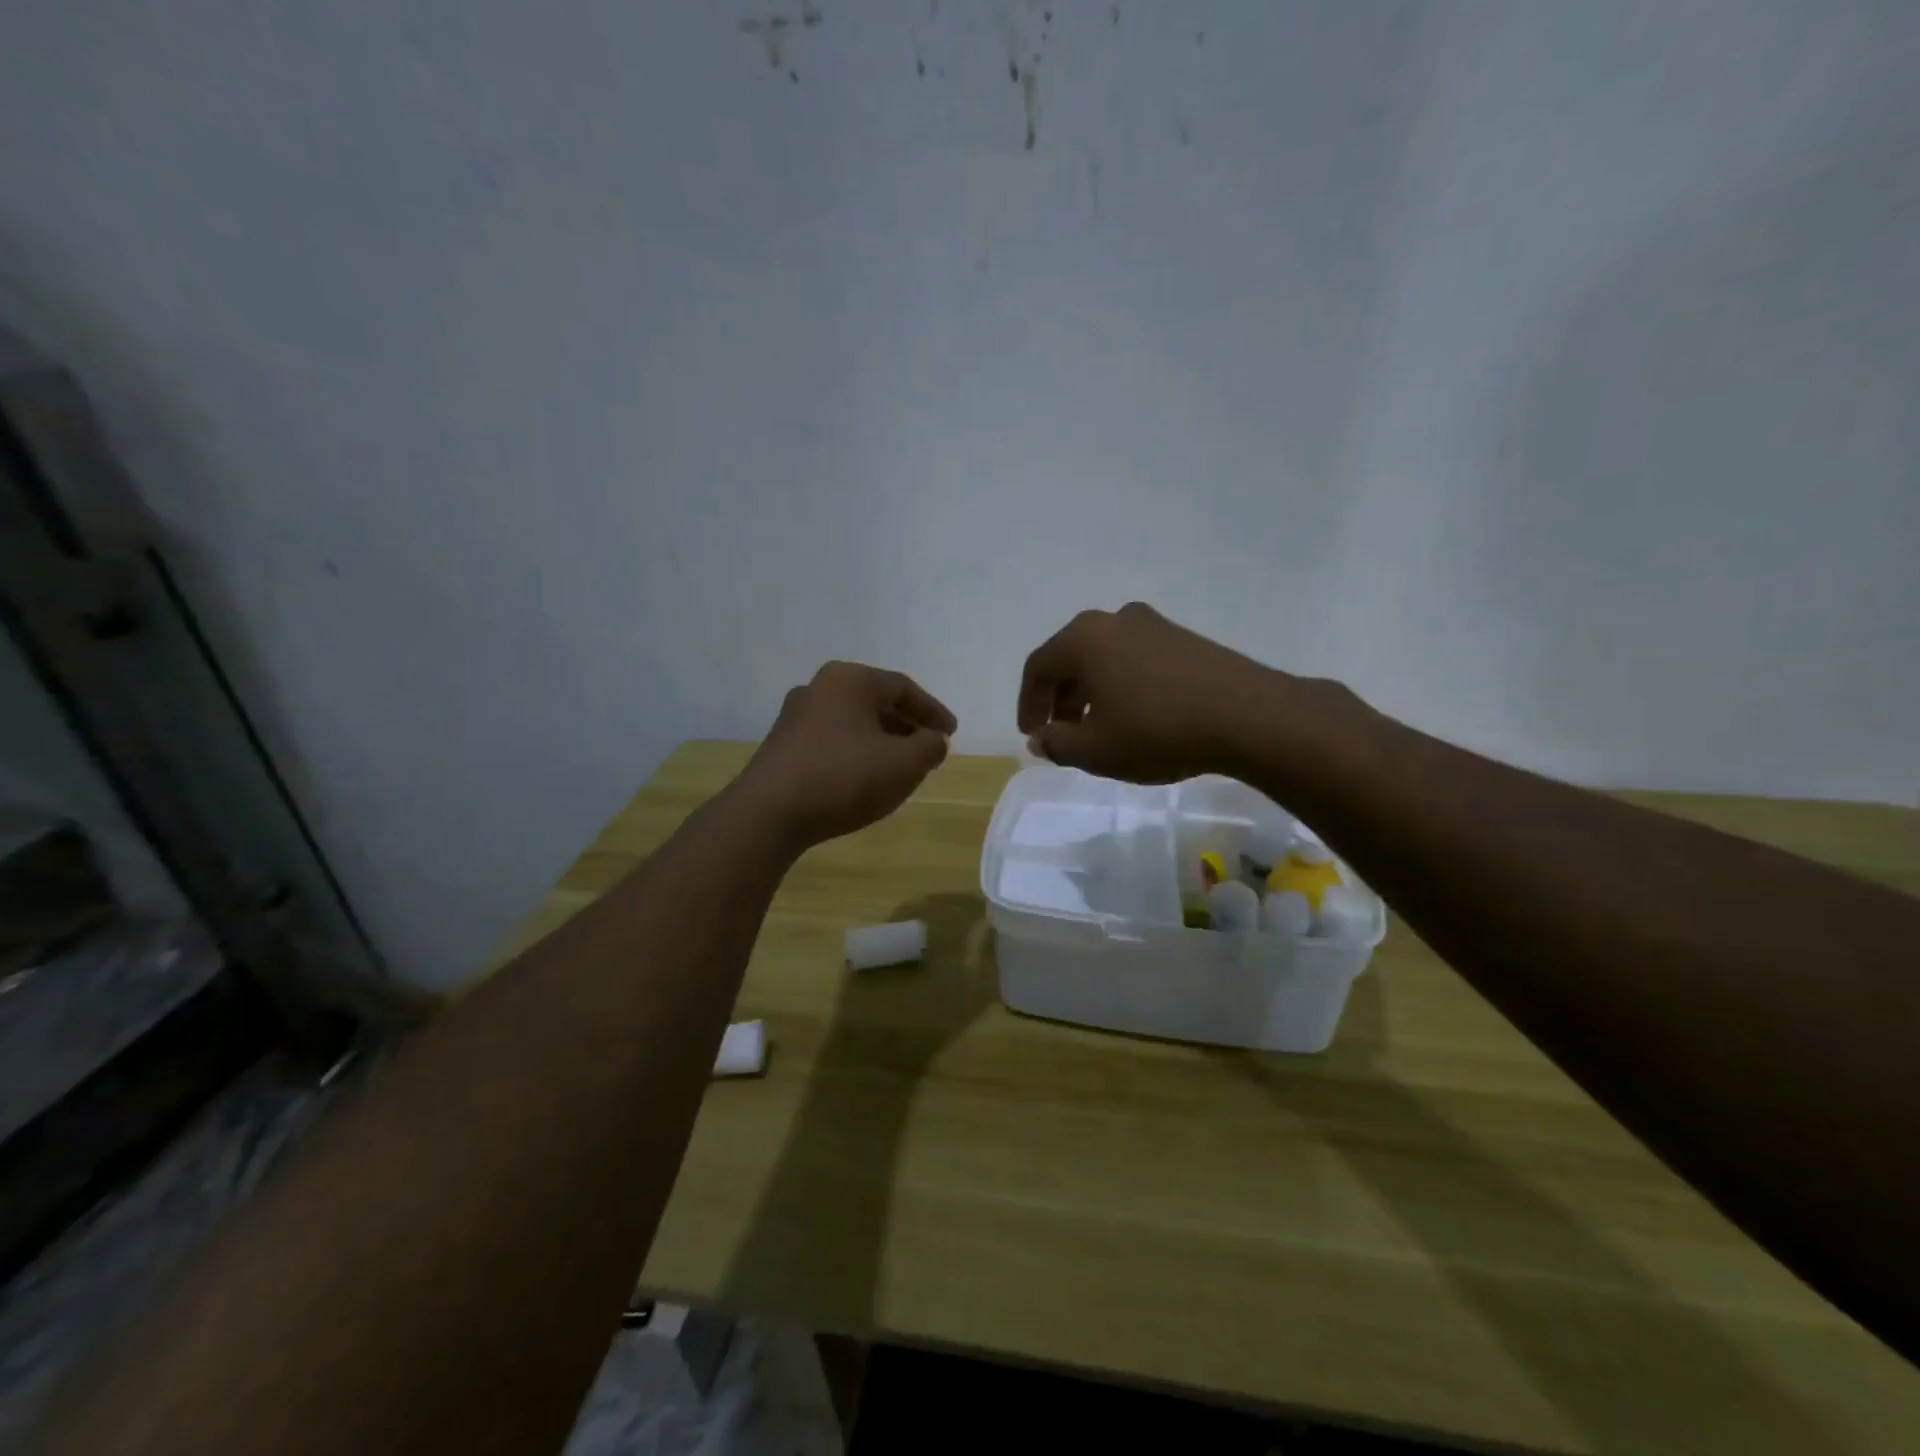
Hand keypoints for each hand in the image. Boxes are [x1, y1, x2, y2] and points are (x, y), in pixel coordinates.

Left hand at [739, 661, 956, 847]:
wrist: (768, 813)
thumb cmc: (844, 778)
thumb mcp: (903, 764)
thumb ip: (929, 746)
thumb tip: (934, 739)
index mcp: (850, 679)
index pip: (903, 688)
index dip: (933, 711)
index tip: (951, 733)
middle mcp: (820, 687)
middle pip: (876, 700)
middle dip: (907, 724)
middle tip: (929, 746)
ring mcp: (796, 715)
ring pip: (853, 720)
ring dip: (882, 738)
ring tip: (901, 764)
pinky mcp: (783, 743)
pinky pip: (832, 738)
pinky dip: (857, 750)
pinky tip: (864, 775)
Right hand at [1017, 603, 1289, 783]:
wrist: (1247, 715)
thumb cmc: (1157, 730)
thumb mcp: (1096, 750)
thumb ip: (1057, 743)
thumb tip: (1040, 738)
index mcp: (1084, 638)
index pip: (1038, 667)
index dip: (1028, 704)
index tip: (1032, 735)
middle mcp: (1114, 620)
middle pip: (1071, 659)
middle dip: (1060, 700)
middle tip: (1062, 735)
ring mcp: (1153, 624)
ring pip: (1104, 659)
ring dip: (1091, 693)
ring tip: (1097, 730)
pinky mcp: (1183, 637)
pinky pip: (1134, 659)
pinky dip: (1121, 686)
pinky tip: (1134, 717)